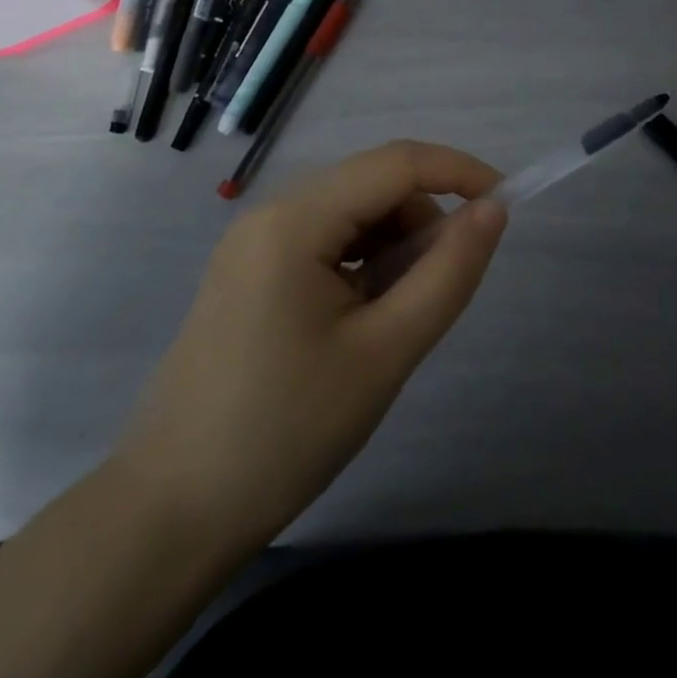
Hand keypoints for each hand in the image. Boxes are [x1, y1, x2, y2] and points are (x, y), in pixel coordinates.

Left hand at [114, 140, 506, 546]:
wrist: (170, 515)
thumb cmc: (285, 434)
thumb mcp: (384, 353)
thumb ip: (447, 273)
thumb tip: (492, 211)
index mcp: (294, 220)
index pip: (396, 162)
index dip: (459, 171)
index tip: (506, 205)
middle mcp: (270, 213)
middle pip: (372, 184)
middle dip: (423, 219)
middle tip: (443, 289)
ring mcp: (254, 242)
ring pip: (351, 212)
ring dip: (394, 244)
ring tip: (397, 317)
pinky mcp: (250, 271)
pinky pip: (325, 240)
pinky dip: (363, 262)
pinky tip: (363, 318)